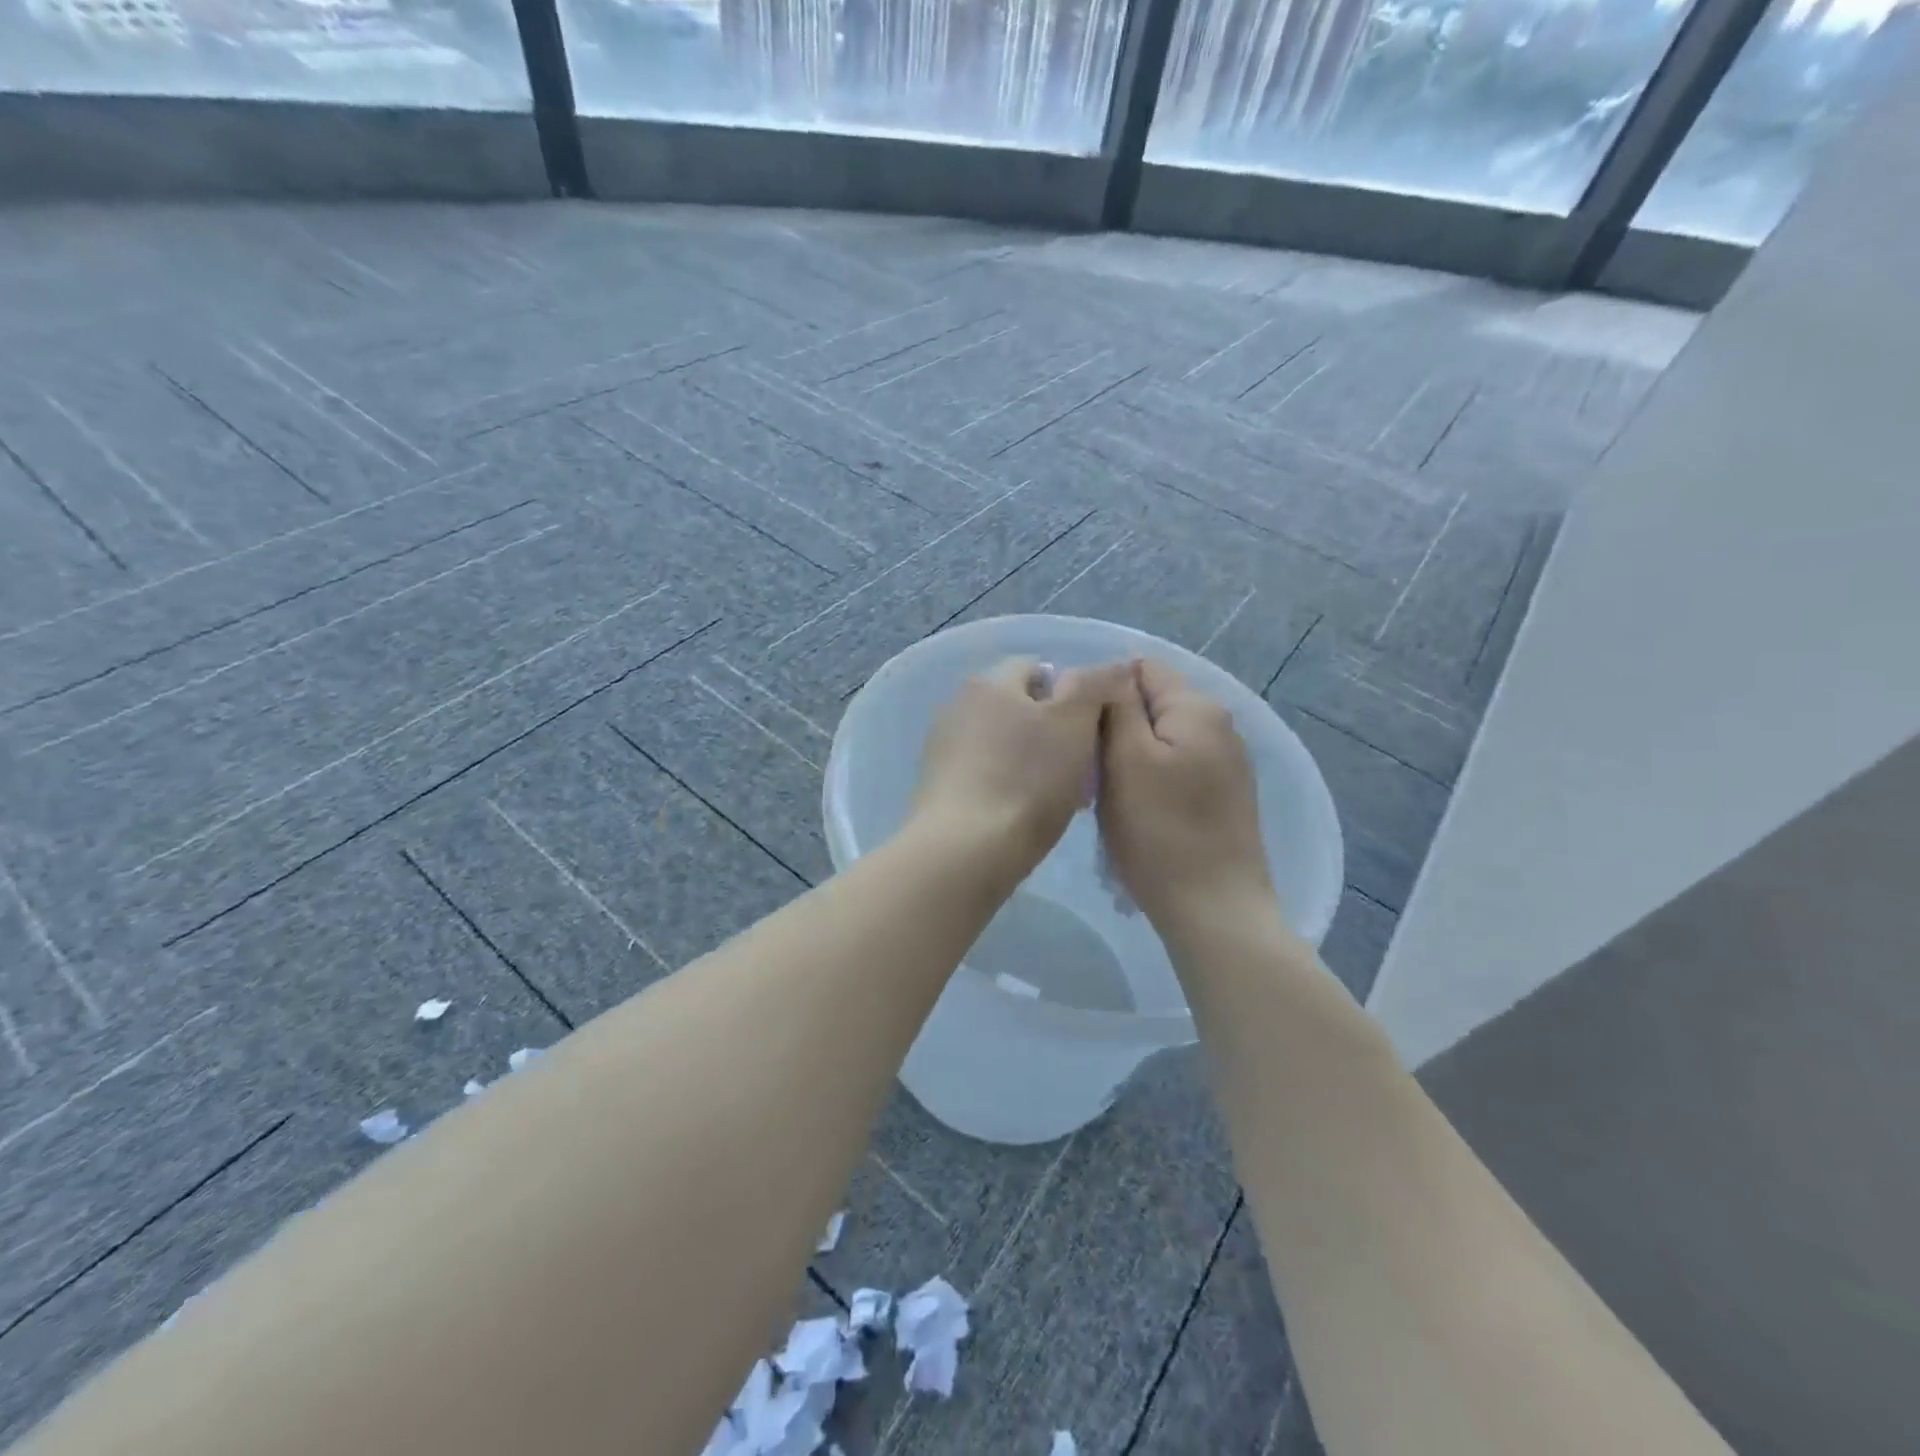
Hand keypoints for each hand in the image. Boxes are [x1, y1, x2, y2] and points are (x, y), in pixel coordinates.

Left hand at [912, 657, 1132, 884]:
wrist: (965, 851)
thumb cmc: (1027, 780)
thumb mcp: (1074, 722)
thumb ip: (1094, 684)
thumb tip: (1112, 665)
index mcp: (989, 682)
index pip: (1037, 668)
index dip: (1071, 694)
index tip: (1090, 730)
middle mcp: (958, 705)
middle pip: (1018, 707)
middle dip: (1051, 730)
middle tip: (1079, 767)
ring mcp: (943, 747)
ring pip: (1002, 742)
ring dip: (1030, 759)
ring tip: (1056, 796)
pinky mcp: (937, 785)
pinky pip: (983, 773)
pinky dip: (1005, 784)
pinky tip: (1021, 813)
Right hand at [1098, 658, 1276, 933]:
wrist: (1213, 909)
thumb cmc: (1160, 831)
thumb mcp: (1126, 759)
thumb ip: (1116, 705)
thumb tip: (1109, 670)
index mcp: (1197, 708)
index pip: (1140, 669)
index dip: (1102, 691)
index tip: (1078, 729)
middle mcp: (1220, 725)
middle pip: (1151, 705)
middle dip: (1115, 728)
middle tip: (1089, 768)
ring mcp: (1226, 763)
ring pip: (1160, 740)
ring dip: (1129, 759)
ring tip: (1107, 794)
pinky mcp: (1224, 796)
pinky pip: (1175, 769)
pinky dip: (1150, 781)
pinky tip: (1137, 814)